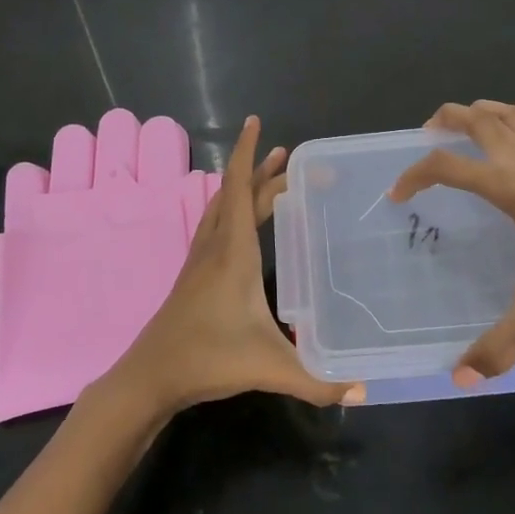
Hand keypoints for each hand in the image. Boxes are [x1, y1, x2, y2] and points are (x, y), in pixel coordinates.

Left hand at [105, 117, 363, 415]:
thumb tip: (364, 391)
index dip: (248, 154)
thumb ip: (317, 380)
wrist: (150, 376)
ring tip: (269, 178)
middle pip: (237, 194)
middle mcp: (215, 245)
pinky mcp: (194, 275)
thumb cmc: (208, 359)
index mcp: (233, 251)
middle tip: (290, 158)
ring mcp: (200, 259)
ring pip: (222, 207)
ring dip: (243, 187)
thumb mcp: (267, 367)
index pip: (240, 188)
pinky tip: (242, 224)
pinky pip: (215, 224)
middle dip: (262, 171)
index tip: (256, 123)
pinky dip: (232, 208)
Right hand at [389, 98, 514, 384]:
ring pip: (509, 113)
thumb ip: (499, 346)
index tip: (398, 194)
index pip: (447, 166)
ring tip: (464, 122)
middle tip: (426, 134)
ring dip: (481, 110)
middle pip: (476, 120)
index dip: (414, 175)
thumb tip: (459, 378)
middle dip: (445, 120)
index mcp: (510, 187)